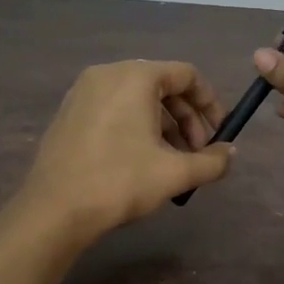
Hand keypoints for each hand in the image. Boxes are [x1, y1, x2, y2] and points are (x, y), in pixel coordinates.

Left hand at [17, 60, 234, 247]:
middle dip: (187, 119)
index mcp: (135, 77)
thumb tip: (230, 153)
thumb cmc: (119, 182)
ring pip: (138, 99)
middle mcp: (108, 73)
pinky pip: (115, 109)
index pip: (187, 75)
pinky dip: (137, 127)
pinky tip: (141, 161)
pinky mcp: (69, 112)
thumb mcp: (175, 173)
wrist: (54, 210)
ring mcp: (84, 91)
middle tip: (197, 153)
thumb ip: (212, 161)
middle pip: (163, 86)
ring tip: (172, 162)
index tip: (219, 134)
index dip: (210, 104)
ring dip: (164, 126)